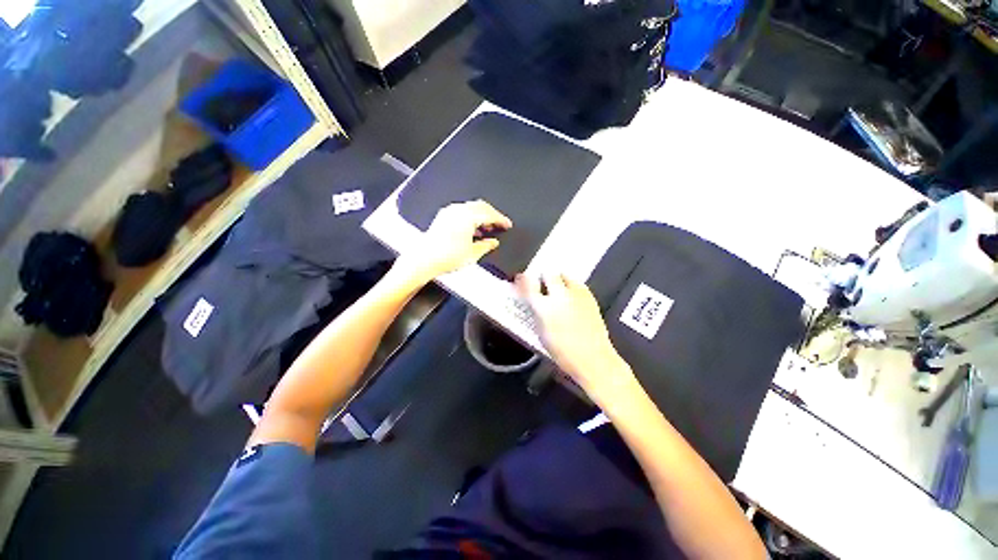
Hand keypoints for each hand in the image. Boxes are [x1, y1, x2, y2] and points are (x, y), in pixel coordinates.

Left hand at [397, 200, 512, 283]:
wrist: (424, 260)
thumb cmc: (446, 257)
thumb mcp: (472, 254)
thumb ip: (486, 245)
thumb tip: (493, 242)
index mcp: (467, 217)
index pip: (489, 214)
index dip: (501, 219)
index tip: (507, 224)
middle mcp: (458, 210)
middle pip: (480, 206)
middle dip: (492, 215)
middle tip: (499, 224)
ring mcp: (448, 212)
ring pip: (471, 208)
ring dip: (481, 216)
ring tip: (487, 229)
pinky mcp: (442, 217)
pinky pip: (461, 211)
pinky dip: (470, 217)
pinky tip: (472, 229)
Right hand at [516, 272, 638, 401]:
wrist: (593, 358)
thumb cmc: (562, 352)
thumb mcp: (541, 333)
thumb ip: (537, 313)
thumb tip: (534, 301)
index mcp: (544, 308)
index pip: (529, 285)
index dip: (523, 279)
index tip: (520, 278)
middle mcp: (559, 296)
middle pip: (548, 273)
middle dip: (543, 276)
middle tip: (542, 283)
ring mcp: (576, 295)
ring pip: (564, 275)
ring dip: (558, 279)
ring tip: (558, 288)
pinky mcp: (590, 296)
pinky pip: (577, 283)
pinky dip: (571, 286)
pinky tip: (572, 296)